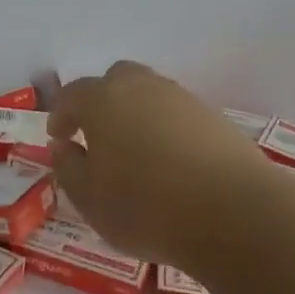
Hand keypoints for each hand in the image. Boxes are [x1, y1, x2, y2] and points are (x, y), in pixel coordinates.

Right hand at [49, 61, 277, 269]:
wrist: (235, 213)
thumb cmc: (146, 208)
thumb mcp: (89, 199)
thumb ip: (68, 167)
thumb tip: (66, 146)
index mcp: (103, 100)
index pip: (72, 95)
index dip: (61, 114)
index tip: (59, 137)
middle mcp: (141, 87)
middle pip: (116, 79)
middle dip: (102, 101)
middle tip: (97, 135)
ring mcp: (182, 99)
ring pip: (150, 94)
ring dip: (136, 114)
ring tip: (136, 152)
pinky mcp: (215, 118)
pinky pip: (178, 115)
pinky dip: (167, 129)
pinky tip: (171, 162)